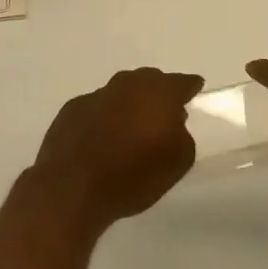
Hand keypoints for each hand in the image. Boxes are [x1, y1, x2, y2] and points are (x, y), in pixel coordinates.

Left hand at [31, 67, 203, 227]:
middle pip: (150, 81)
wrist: (72, 187)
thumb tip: (173, 124)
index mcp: (159, 92)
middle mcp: (128, 84)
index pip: (182, 82)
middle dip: (158, 94)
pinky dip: (104, 118)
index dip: (190, 87)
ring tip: (131, 129)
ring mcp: (97, 94)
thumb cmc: (133, 175)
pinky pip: (97, 108)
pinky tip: (102, 140)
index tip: (195, 91)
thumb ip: (183, 135)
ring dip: (129, 105)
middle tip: (162, 115)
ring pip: (121, 92)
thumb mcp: (179, 162)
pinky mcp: (72, 108)